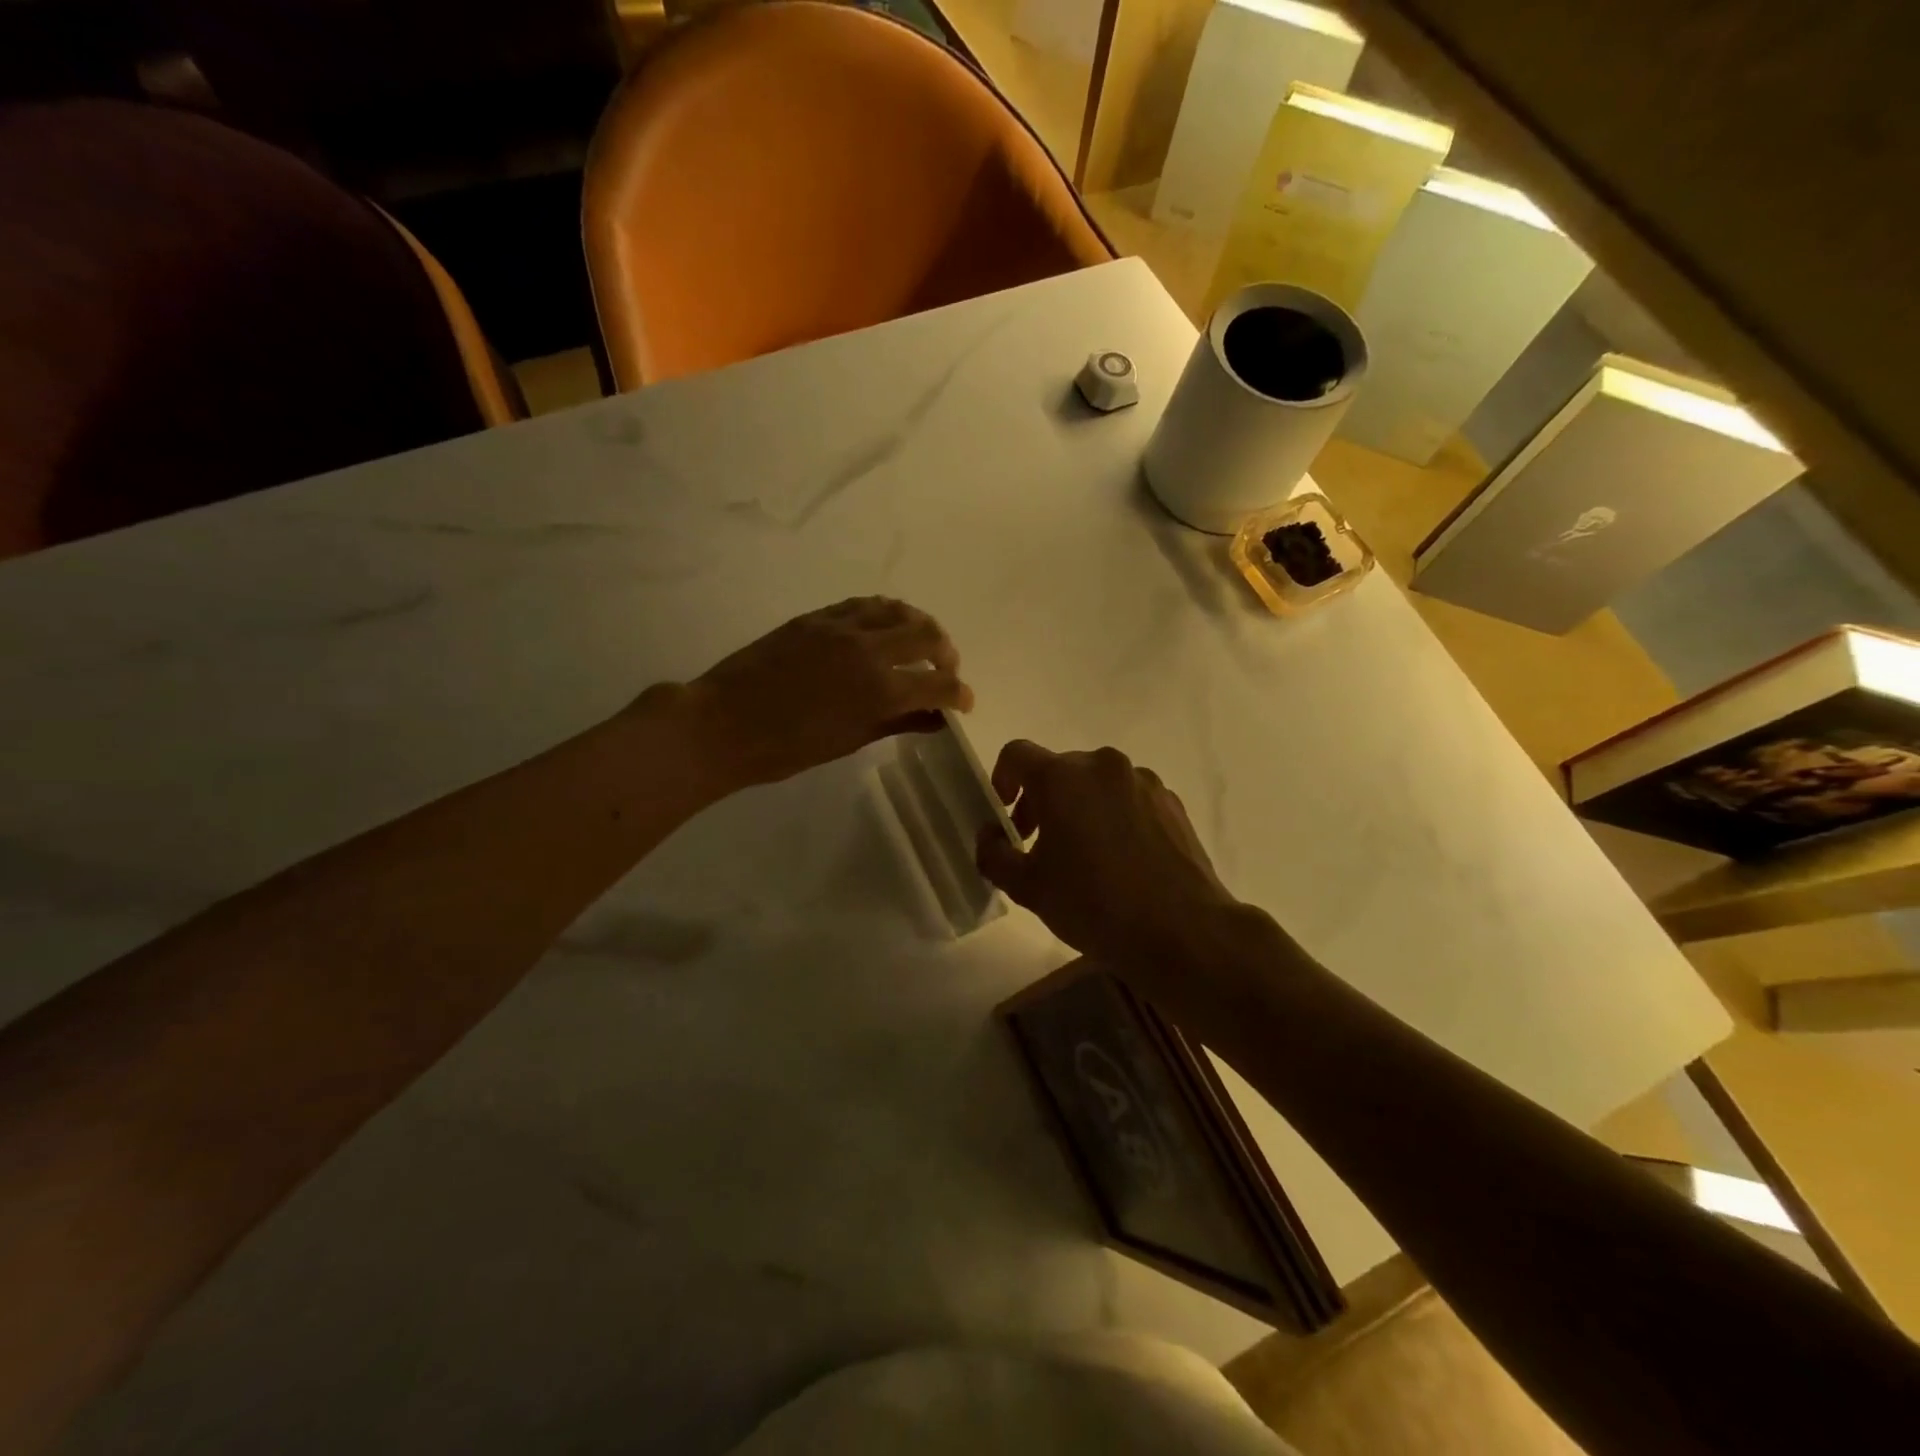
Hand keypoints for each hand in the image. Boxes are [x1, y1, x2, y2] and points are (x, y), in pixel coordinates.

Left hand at [679, 597, 973, 786]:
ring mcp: (840, 627)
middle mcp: (868, 649)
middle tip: (944, 671)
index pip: (938, 684)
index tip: (964, 702)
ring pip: (897, 610)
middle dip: (946, 654)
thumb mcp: (848, 741)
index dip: (959, 694)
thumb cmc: (785, 749)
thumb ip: (896, 723)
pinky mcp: (816, 618)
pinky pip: (863, 605)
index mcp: (879, 689)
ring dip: (919, 625)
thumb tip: (934, 719)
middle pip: (927, 635)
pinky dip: (885, 614)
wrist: (721, 724)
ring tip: (921, 642)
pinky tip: (885, 627)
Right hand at [976, 740, 1241, 975]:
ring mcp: (1143, 781)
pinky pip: (1129, 799)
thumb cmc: (1094, 904)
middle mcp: (1103, 765)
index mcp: (1062, 777)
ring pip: (1096, 784)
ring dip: (1079, 808)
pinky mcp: (1171, 802)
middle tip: (1037, 846)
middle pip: (1058, 770)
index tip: (1005, 817)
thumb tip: (989, 835)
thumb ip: (993, 853)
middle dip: (1040, 801)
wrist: (1183, 931)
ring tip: (1084, 857)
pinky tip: (1121, 861)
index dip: (1001, 780)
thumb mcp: (1027, 887)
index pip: (1016, 754)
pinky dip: (1114, 817)